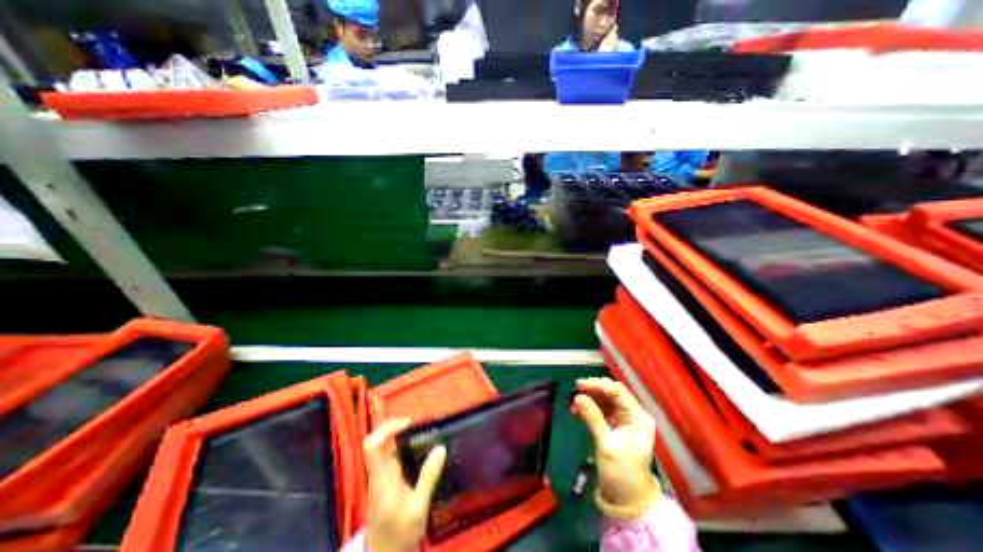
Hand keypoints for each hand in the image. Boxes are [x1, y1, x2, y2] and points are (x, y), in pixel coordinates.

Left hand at [365, 418, 448, 551]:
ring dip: (411, 440)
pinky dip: (413, 451)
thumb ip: (428, 478)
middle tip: (427, 426)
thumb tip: (441, 447)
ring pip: (394, 449)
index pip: (371, 446)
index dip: (386, 429)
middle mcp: (380, 472)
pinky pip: (401, 458)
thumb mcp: (417, 509)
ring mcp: (385, 476)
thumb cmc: (398, 535)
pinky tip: (429, 453)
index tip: (408, 423)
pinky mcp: (391, 481)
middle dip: (405, 429)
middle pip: (385, 442)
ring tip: (432, 436)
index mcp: (381, 478)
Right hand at [573, 378, 654, 506]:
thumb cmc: (621, 472)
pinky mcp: (614, 424)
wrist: (627, 498)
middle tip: (574, 390)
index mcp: (638, 416)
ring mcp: (623, 418)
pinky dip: (588, 407)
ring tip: (572, 402)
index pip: (618, 391)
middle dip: (592, 390)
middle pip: (611, 392)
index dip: (598, 385)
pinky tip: (576, 411)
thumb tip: (577, 396)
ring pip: (604, 399)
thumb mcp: (606, 444)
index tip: (579, 384)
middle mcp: (632, 413)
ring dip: (588, 398)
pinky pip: (600, 409)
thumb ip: (593, 417)